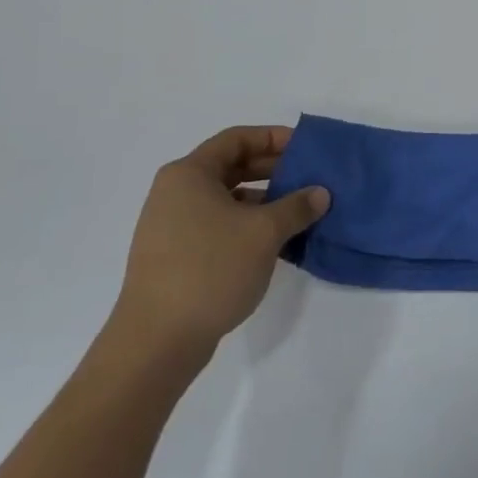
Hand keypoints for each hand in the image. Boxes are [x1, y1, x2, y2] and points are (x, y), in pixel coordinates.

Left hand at [110, 126, 328, 367]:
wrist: (157, 340)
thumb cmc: (211, 269)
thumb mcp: (264, 232)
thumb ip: (297, 206)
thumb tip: (320, 193)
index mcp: (189, 174)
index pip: (237, 139)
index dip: (274, 138)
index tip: (307, 148)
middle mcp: (176, 192)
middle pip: (232, 166)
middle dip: (274, 170)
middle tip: (311, 178)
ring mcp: (173, 225)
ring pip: (228, 199)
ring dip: (265, 200)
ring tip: (301, 212)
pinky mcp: (176, 255)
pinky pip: (219, 225)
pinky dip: (249, 225)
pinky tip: (277, 242)